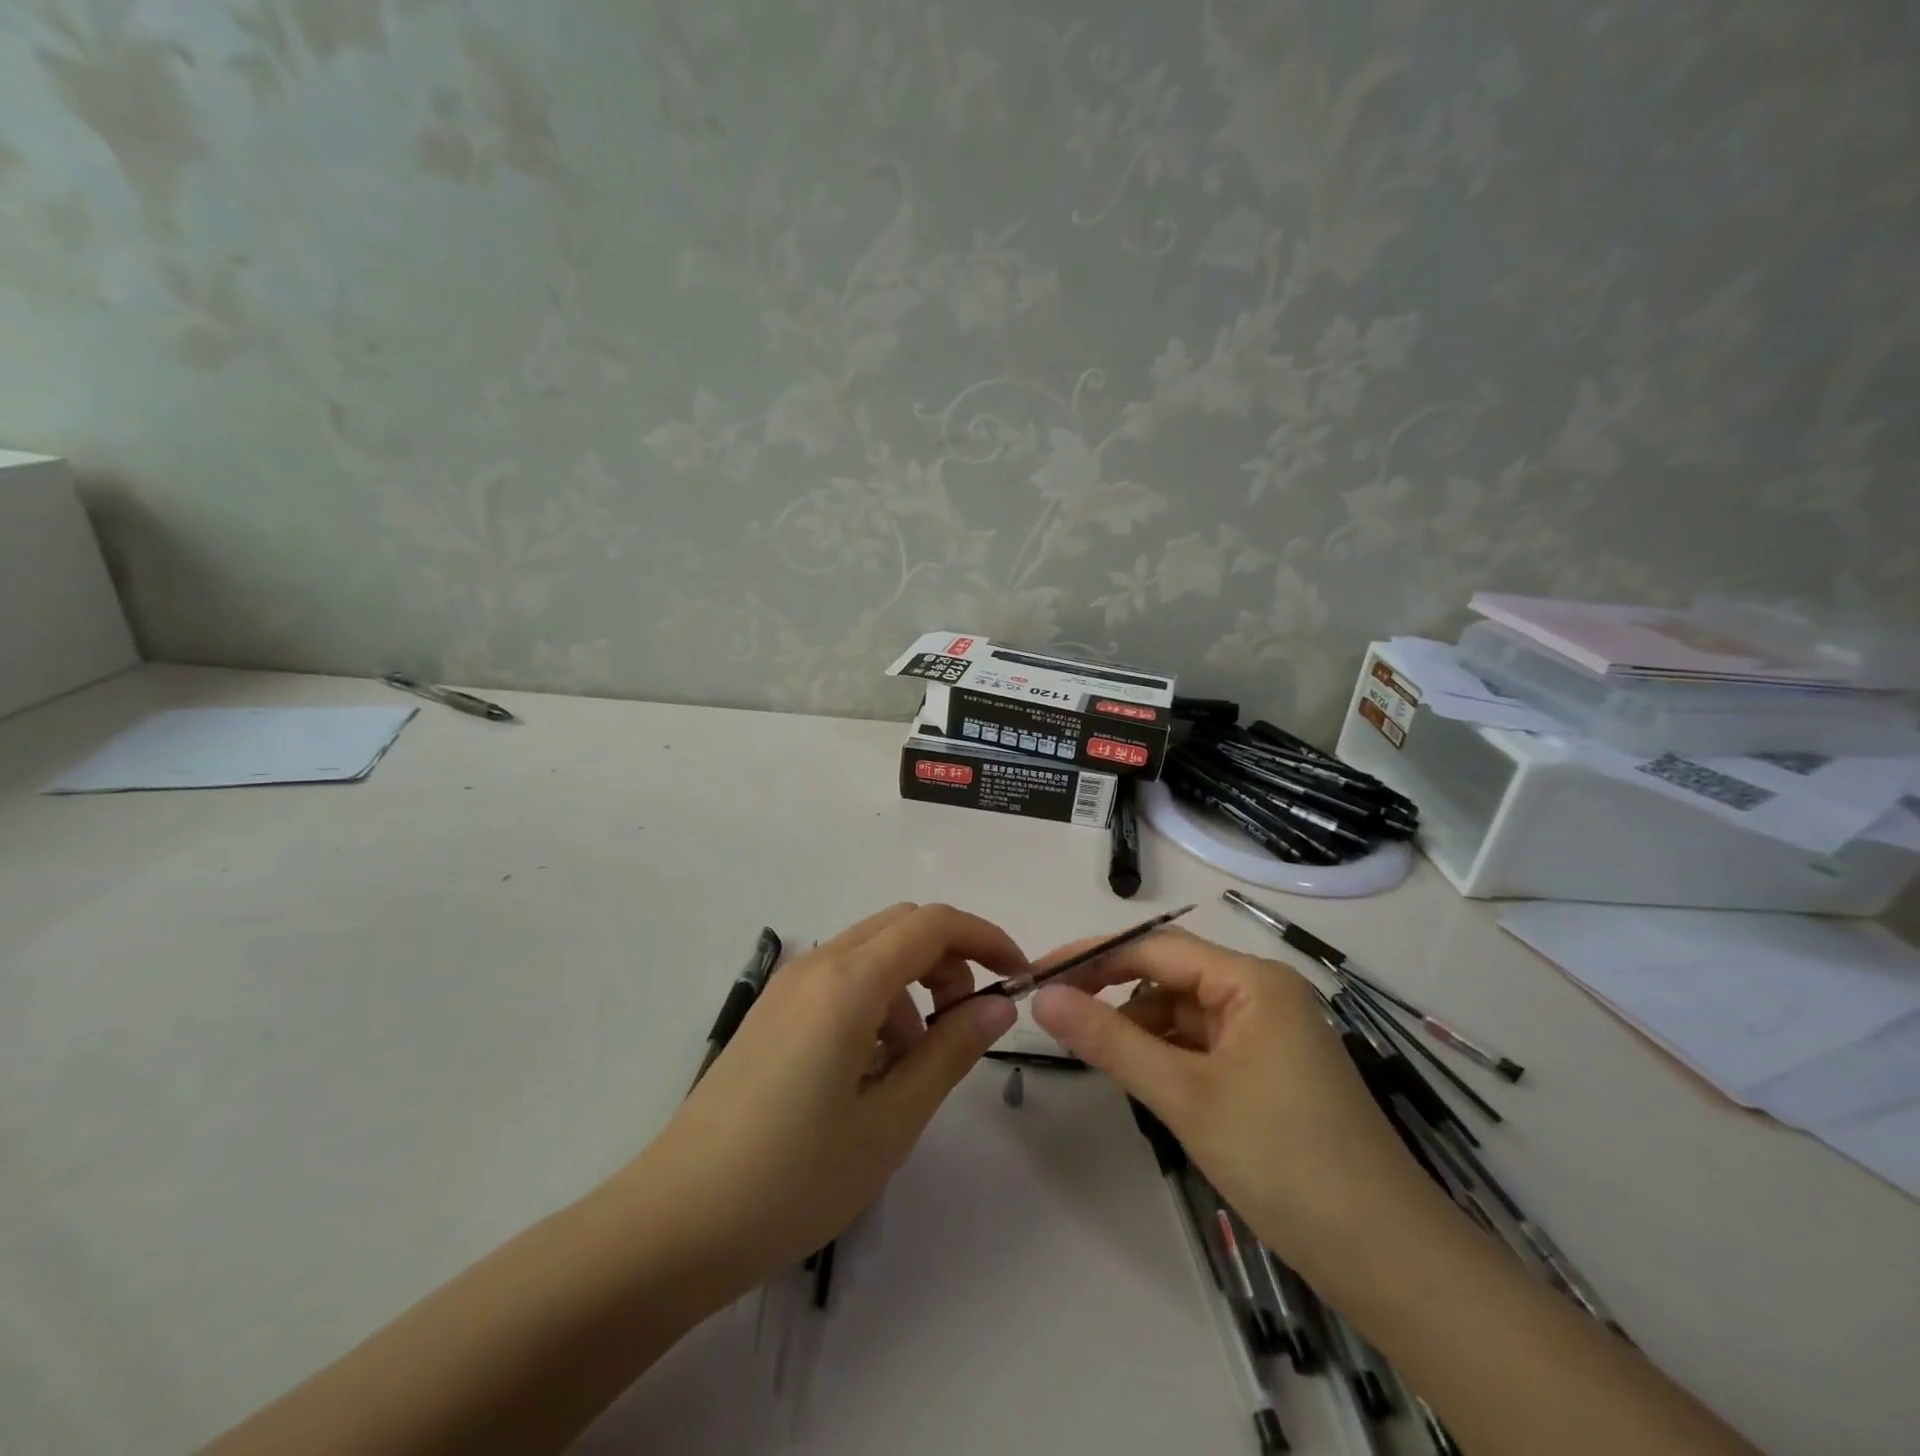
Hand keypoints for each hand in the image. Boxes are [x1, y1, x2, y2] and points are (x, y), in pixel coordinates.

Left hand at [615, 904, 1022, 1301]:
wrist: (674, 1224)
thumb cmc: (792, 1179)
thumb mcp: (890, 1121)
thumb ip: (950, 1052)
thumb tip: (999, 1005)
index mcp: (848, 982)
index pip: (933, 923)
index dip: (985, 938)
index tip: (1017, 978)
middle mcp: (816, 965)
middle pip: (903, 927)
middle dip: (950, 960)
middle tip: (966, 1024)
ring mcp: (787, 986)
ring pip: (872, 952)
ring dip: (912, 986)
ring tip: (914, 1065)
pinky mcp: (772, 1012)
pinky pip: (841, 980)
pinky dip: (877, 1002)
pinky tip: (870, 1071)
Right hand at [1029, 927, 1450, 1280]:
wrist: (1389, 1262)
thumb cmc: (1285, 1161)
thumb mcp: (1186, 1096)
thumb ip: (1110, 1040)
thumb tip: (1043, 998)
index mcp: (1253, 981)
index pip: (1156, 947)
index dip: (1094, 956)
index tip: (1039, 974)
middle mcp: (1264, 994)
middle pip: (1171, 976)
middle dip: (1115, 993)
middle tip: (1059, 1017)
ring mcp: (1270, 1034)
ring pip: (1184, 1012)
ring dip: (1140, 1028)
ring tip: (1098, 1056)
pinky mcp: (1271, 1071)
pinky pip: (1203, 1045)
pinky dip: (1168, 1055)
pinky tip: (1144, 1079)